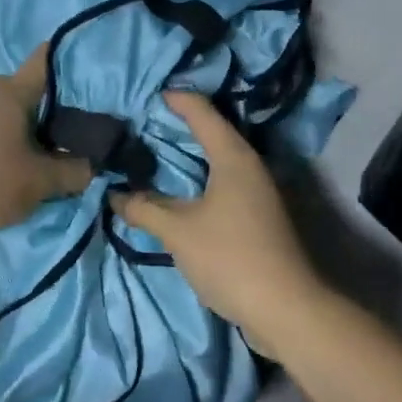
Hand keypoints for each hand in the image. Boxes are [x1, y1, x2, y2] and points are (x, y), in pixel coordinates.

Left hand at [0, 45, 93, 259]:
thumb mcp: (41, 181)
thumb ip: (75, 171)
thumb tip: (96, 165)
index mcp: (12, 90)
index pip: (46, 59)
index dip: (72, 60)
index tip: (94, 72)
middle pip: (31, 89)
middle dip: (56, 103)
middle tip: (84, 122)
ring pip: (12, 112)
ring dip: (32, 126)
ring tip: (57, 146)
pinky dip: (11, 140)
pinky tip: (24, 160)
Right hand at [110, 91, 326, 354]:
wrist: (286, 308)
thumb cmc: (231, 257)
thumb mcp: (179, 232)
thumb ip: (145, 209)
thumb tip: (116, 195)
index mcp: (233, 155)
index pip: (201, 112)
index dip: (176, 99)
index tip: (148, 94)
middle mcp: (249, 164)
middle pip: (212, 131)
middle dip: (180, 125)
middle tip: (145, 122)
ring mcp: (258, 190)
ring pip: (219, 158)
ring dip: (190, 154)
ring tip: (156, 153)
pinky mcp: (259, 214)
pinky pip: (224, 181)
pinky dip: (201, 177)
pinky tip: (180, 191)